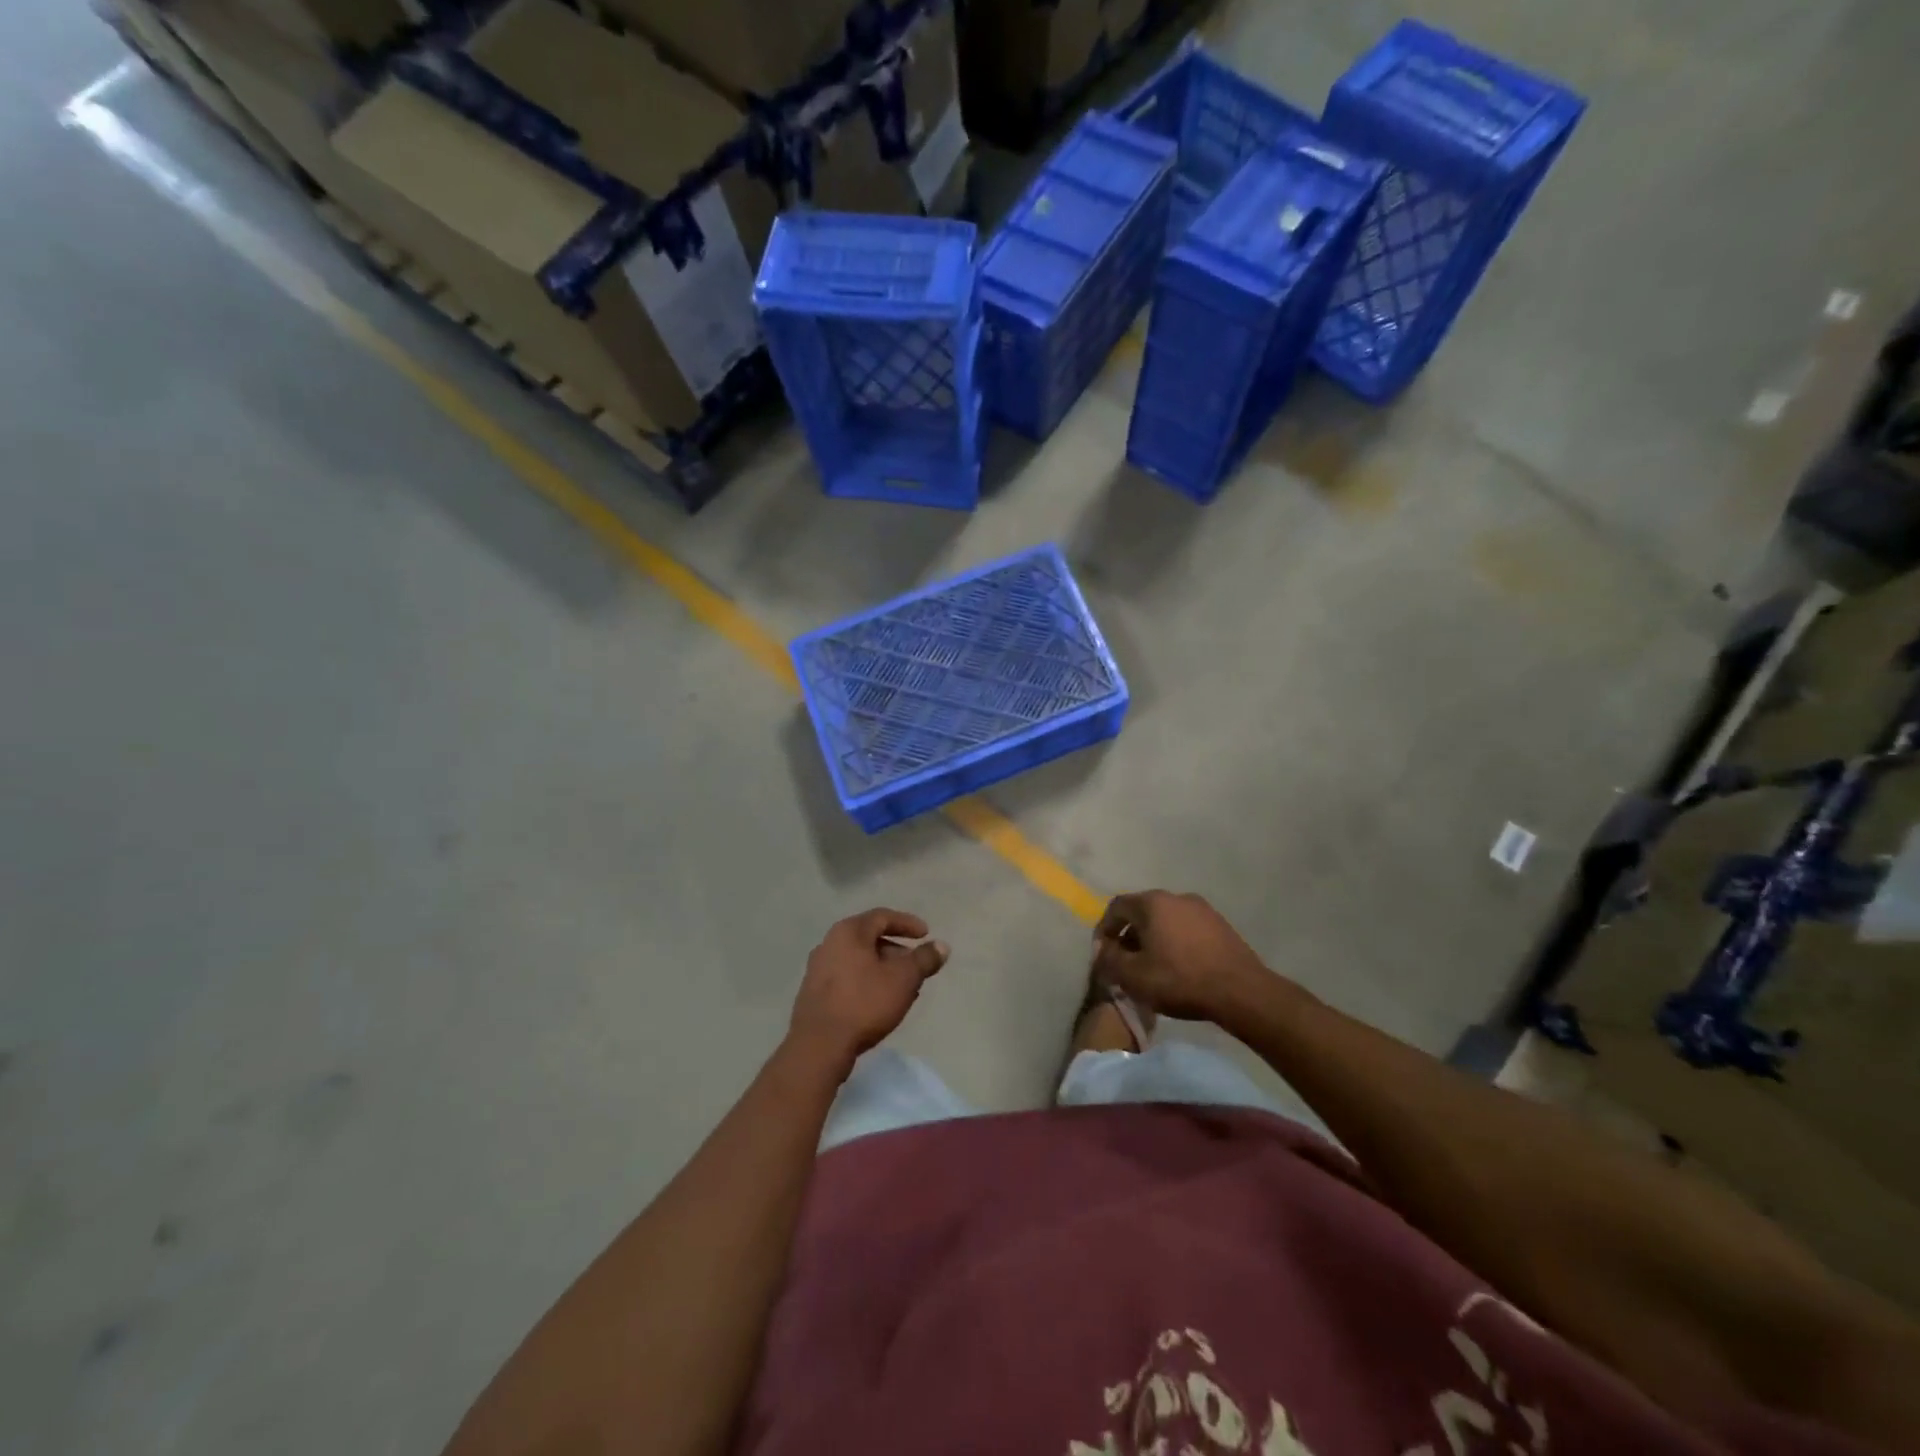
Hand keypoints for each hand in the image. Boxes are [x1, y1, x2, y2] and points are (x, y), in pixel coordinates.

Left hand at [789, 909, 947, 1071]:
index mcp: (849, 931)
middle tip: (916, 966)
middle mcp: (829, 943)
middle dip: (897, 950)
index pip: (882, 916)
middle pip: (869, 938)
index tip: (926, 934)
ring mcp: (818, 968)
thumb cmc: (864, 1003)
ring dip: (883, 969)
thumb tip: (941, 946)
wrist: (819, 1046)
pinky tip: (880, 1002)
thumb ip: (924, 959)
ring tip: (903, 988)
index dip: (907, 923)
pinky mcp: (813, 993)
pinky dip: (867, 982)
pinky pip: (847, 977)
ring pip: (859, 960)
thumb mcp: (904, 979)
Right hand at [1092, 891, 1271, 1022]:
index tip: (1102, 954)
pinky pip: (1187, 929)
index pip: (1116, 907)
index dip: (1104, 929)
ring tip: (1151, 967)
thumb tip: (1102, 951)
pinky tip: (1178, 967)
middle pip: (1142, 912)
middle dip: (1129, 936)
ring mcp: (1202, 909)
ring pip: (1166, 920)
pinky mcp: (1221, 925)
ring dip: (1153, 940)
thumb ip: (1109, 960)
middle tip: (1125, 962)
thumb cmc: (1180, 979)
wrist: (1241, 992)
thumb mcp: (1133, 976)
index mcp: (1152, 903)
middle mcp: (1176, 897)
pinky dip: (1175, 943)